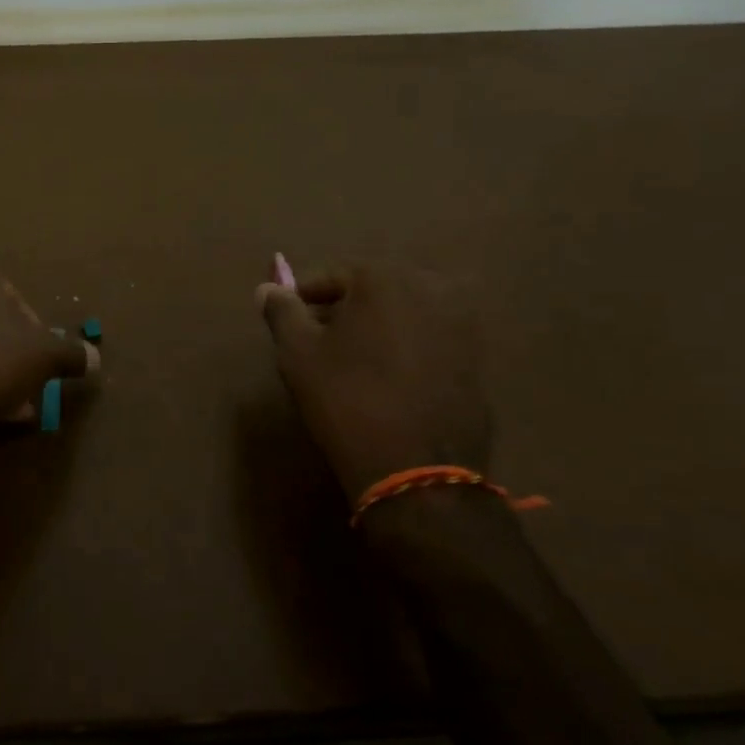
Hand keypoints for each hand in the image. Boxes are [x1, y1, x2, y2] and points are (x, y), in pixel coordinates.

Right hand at [257, 262, 490, 502]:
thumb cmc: (347, 400)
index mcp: (383, 278)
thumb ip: (282, 312)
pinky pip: (426, 339)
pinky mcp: (476, 358)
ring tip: (350, 362)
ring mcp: (461, 323)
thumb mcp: (298, 354)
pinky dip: (403, 348)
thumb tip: (268, 287)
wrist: (418, 468)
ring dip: (375, 328)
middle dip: (342, 310)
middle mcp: (429, 287)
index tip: (287, 320)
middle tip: (316, 340)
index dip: (303, 297)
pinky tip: (385, 379)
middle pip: (371, 291)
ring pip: (401, 314)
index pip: (331, 276)